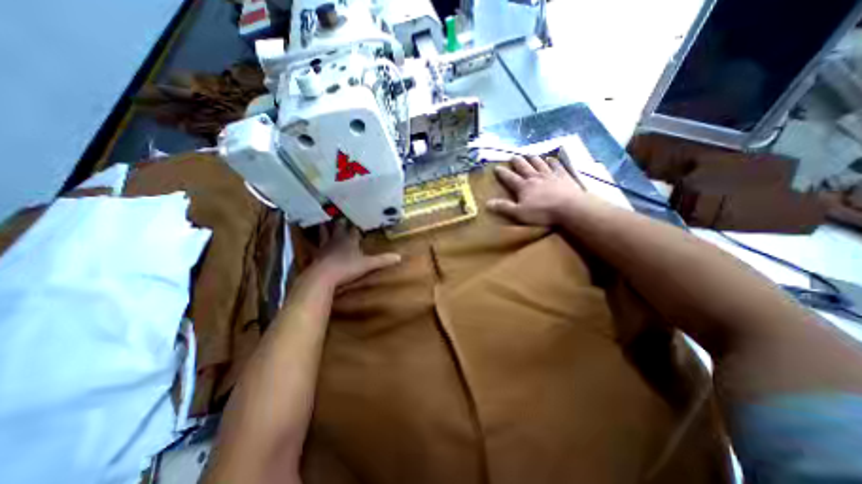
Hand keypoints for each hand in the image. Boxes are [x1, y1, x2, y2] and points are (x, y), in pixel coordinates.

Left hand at [302, 220, 399, 289]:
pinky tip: (313, 242)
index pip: (354, 229)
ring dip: (325, 227)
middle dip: (340, 221)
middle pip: (338, 227)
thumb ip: (382, 260)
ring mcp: (325, 247)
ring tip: (323, 221)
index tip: (358, 216)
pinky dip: (314, 242)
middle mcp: (337, 240)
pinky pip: (315, 245)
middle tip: (339, 213)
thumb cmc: (347, 268)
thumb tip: (399, 257)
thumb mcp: (367, 265)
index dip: (356, 224)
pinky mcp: (316, 255)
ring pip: (324, 233)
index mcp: (350, 240)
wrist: (323, 277)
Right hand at [484, 154, 586, 225]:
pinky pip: (556, 165)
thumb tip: (487, 203)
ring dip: (533, 158)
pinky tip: (551, 159)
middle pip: (524, 166)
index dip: (502, 173)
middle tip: (512, 157)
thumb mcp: (519, 213)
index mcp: (523, 186)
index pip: (509, 178)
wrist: (570, 207)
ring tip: (529, 154)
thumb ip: (504, 207)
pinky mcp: (563, 175)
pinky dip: (552, 161)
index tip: (496, 167)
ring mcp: (550, 174)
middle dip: (517, 161)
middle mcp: (535, 177)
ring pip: (539, 163)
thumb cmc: (542, 212)